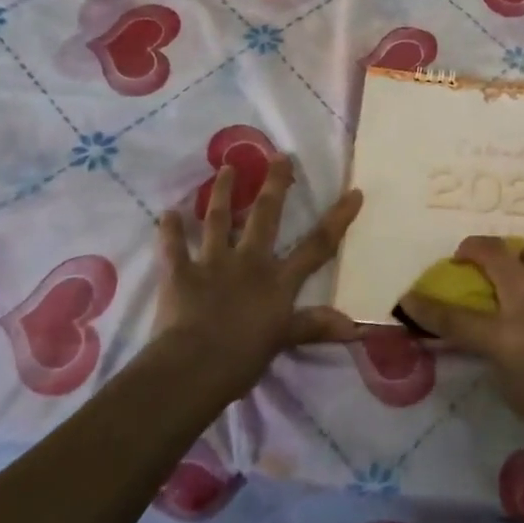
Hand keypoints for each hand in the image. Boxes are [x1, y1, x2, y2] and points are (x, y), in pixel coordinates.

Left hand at [154, 156, 361, 400]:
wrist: (192, 366)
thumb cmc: (243, 358)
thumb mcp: (284, 341)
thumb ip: (316, 326)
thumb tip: (357, 326)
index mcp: (278, 280)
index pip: (316, 246)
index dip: (337, 219)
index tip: (353, 192)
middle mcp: (249, 262)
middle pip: (265, 216)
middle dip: (274, 185)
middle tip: (278, 156)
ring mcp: (213, 263)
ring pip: (218, 220)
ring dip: (221, 192)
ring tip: (225, 168)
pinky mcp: (180, 273)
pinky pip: (173, 247)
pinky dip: (169, 230)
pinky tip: (166, 213)